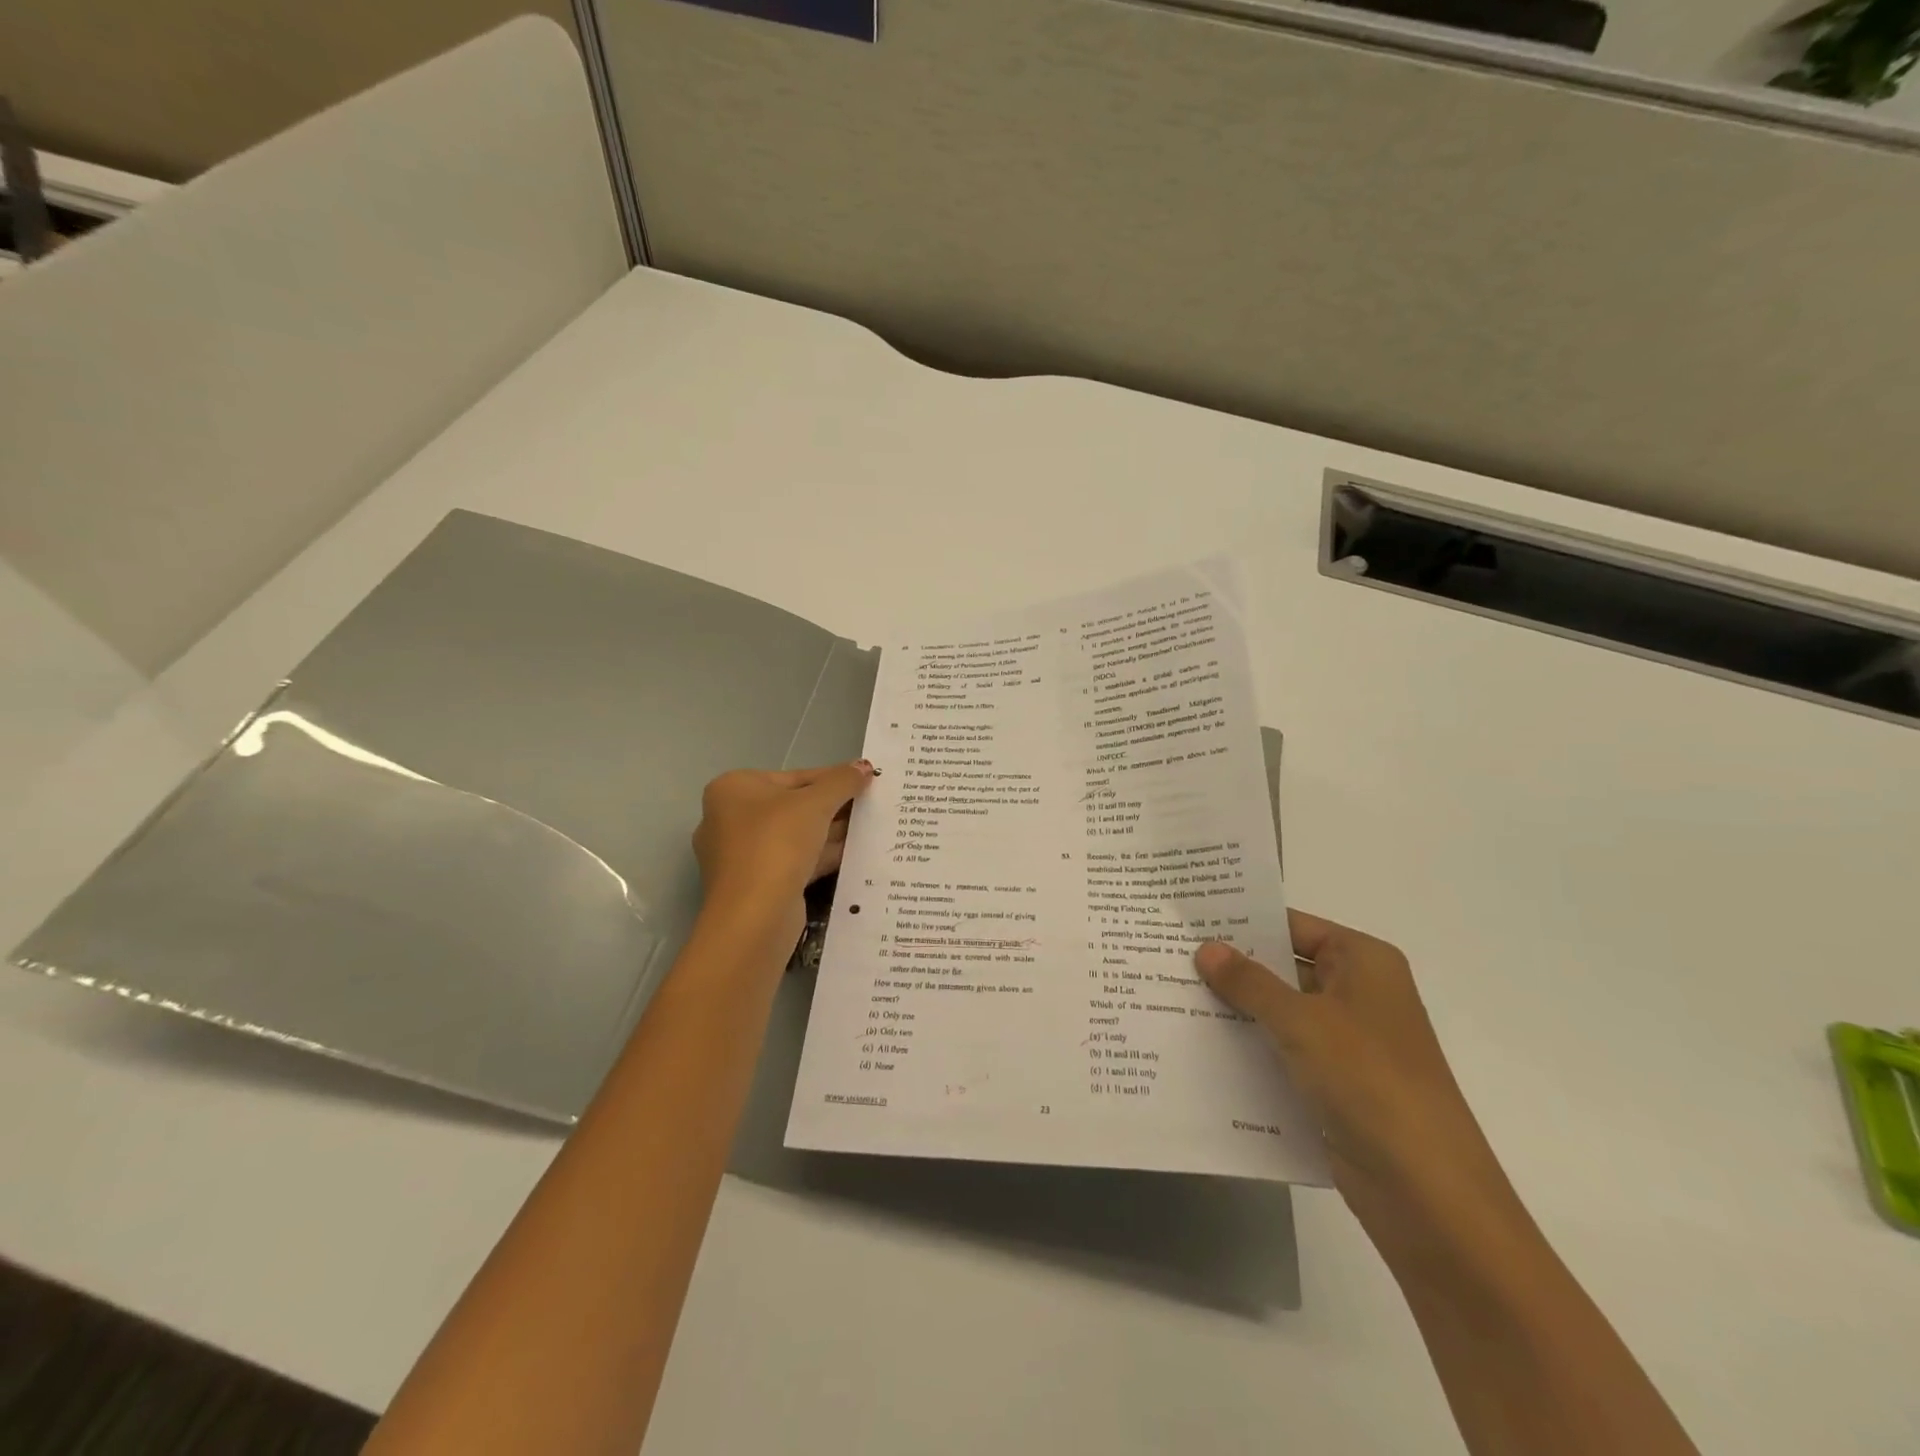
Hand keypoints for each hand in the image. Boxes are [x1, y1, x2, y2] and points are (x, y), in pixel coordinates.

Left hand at [692, 761, 876, 917]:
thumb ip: (842, 781)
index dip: (833, 778)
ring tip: (870, 827)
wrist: (753, 916)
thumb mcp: (816, 803)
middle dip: (833, 807)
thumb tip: (864, 766)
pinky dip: (821, 855)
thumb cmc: (777, 843)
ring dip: (830, 832)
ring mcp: (741, 854)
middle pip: (794, 805)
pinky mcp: (755, 884)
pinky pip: (793, 860)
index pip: (794, 776)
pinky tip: (854, 853)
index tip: (864, 781)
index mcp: (733, 789)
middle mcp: (730, 818)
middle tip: (871, 805)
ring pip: (795, 835)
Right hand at [1195, 912, 1528, 1271]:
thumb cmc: (1370, 1081)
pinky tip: (1199, 1045)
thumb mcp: (1302, 1022)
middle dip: (1231, 967)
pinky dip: (1248, 1047)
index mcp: (1362, 962)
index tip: (1188, 919)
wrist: (1427, 1193)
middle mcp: (1356, 993)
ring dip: (1235, 1009)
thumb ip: (1249, 982)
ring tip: (1170, 995)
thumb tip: (1206, 948)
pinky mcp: (1333, 1083)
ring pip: (1278, 1012)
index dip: (1242, 922)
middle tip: (1168, 955)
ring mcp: (1346, 1041)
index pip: (1292, 926)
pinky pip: (1282, 1052)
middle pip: (1282, 967)